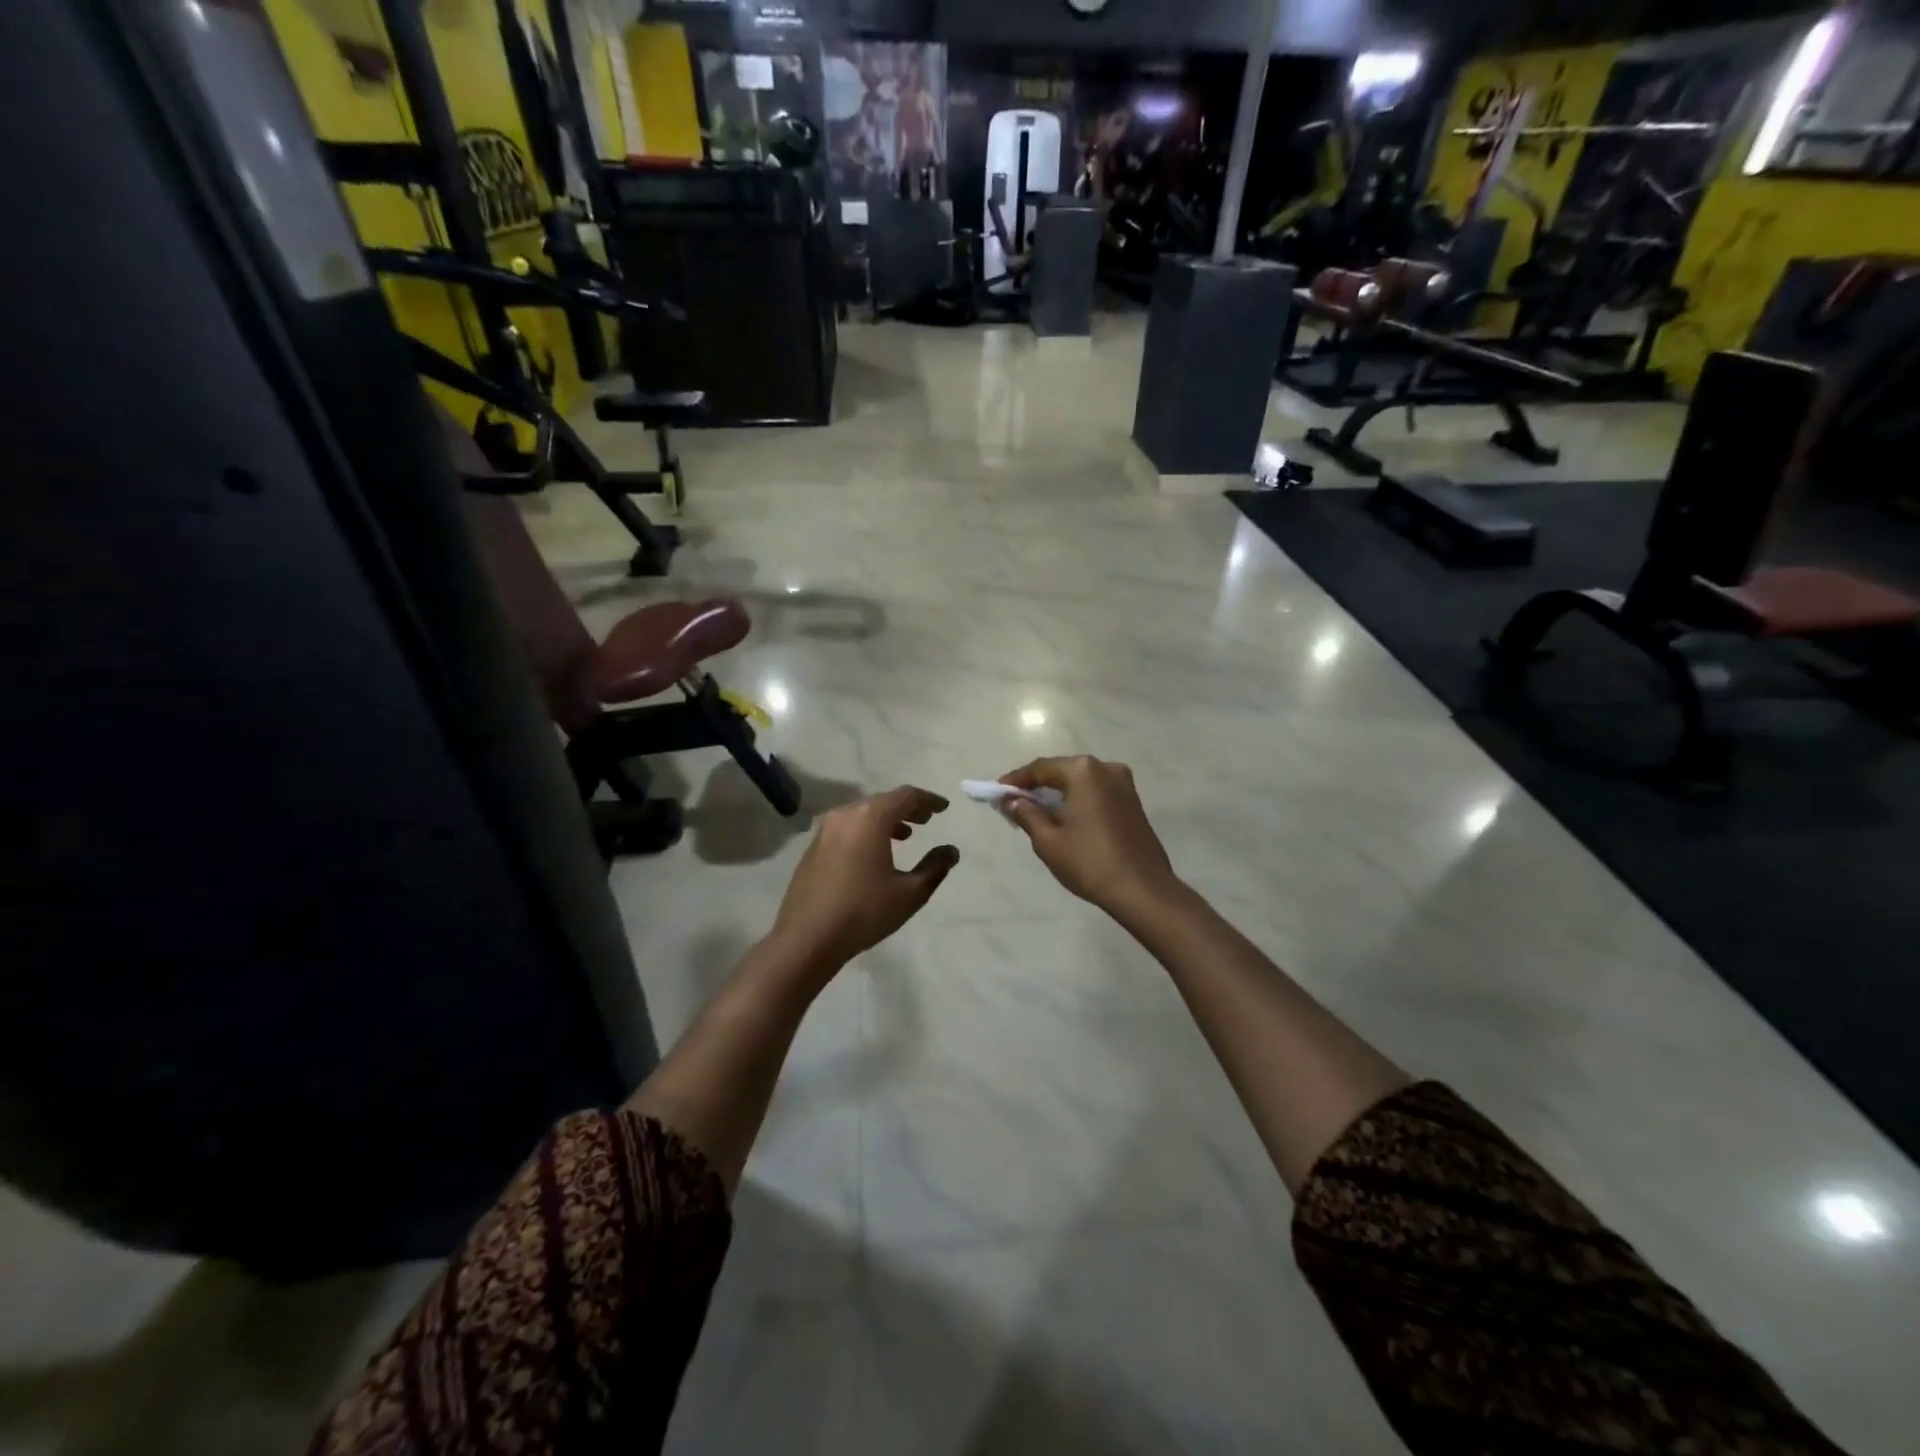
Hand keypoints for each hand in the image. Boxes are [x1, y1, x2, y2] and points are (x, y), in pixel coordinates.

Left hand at [768, 787, 958, 971]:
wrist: (806, 938)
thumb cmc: (864, 912)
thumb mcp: (910, 893)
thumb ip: (935, 867)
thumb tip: (951, 851)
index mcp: (870, 818)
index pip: (905, 796)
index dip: (928, 800)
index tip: (944, 808)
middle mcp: (845, 815)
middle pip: (882, 801)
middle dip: (907, 808)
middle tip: (926, 819)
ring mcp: (825, 830)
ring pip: (862, 814)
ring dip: (886, 820)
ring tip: (905, 836)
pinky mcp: (813, 847)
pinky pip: (847, 827)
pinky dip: (866, 831)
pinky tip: (874, 852)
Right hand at [999, 756, 1179, 915]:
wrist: (1143, 889)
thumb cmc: (1089, 862)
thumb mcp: (1048, 840)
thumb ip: (1026, 814)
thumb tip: (1012, 801)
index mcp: (1083, 771)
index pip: (1041, 768)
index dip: (1016, 780)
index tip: (996, 792)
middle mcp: (1106, 768)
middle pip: (1062, 771)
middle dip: (1037, 786)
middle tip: (1014, 804)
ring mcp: (1124, 784)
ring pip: (1080, 783)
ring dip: (1057, 794)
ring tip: (1036, 813)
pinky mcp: (1133, 802)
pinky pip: (1096, 793)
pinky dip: (1077, 801)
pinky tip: (1065, 819)